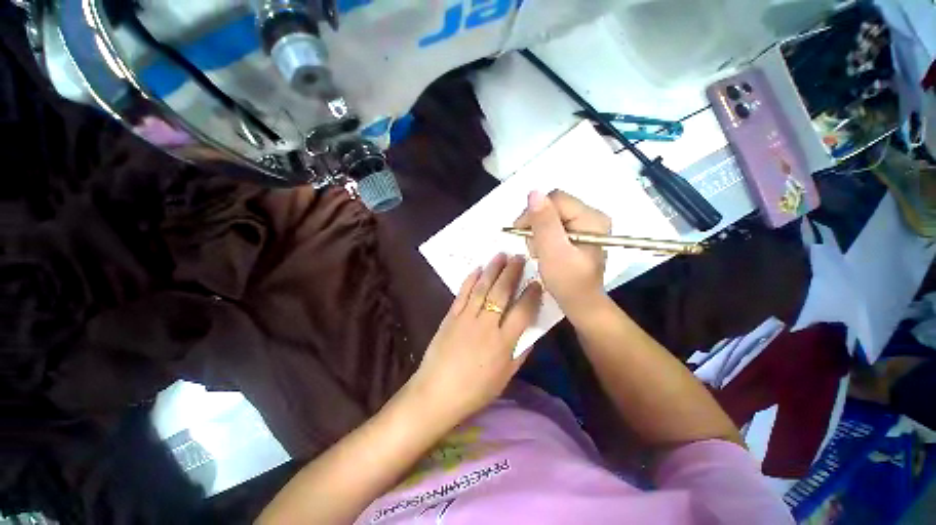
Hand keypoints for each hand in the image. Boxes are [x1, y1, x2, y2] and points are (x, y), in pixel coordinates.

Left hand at [407, 253, 542, 424]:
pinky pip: (462, 293)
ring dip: (492, 270)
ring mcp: (466, 318)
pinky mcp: (451, 316)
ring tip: (501, 255)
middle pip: (501, 292)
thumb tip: (531, 332)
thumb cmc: (474, 390)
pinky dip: (470, 279)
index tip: (537, 282)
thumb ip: (520, 353)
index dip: (532, 295)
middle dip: (512, 272)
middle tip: (519, 257)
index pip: (523, 312)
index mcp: (502, 342)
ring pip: (482, 288)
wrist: (436, 392)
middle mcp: (485, 325)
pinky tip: (477, 269)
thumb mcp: (505, 377)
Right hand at [513, 190, 610, 320]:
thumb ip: (544, 222)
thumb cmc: (567, 281)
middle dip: (537, 225)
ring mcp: (586, 224)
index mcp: (591, 217)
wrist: (580, 302)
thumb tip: (533, 192)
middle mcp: (591, 215)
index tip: (520, 232)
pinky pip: (554, 225)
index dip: (534, 213)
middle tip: (534, 247)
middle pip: (553, 206)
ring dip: (539, 232)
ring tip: (540, 252)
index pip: (555, 199)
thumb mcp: (553, 251)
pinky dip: (544, 237)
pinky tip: (545, 250)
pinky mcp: (578, 233)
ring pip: (551, 215)